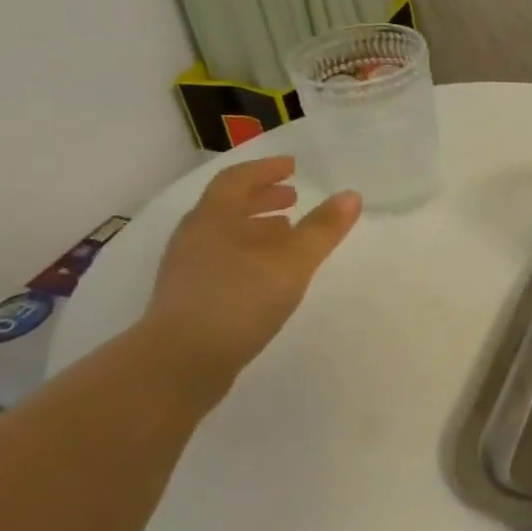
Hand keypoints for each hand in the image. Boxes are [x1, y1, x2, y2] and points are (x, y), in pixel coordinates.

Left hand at [143, 156, 360, 387]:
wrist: (180, 362)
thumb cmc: (238, 300)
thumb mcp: (291, 262)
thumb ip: (322, 229)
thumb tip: (351, 195)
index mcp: (214, 217)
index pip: (238, 179)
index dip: (266, 170)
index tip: (293, 167)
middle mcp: (195, 236)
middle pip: (229, 205)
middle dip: (263, 198)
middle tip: (293, 198)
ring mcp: (188, 268)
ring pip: (225, 235)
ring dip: (256, 228)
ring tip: (286, 233)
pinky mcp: (189, 297)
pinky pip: (222, 260)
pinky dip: (248, 254)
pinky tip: (266, 274)